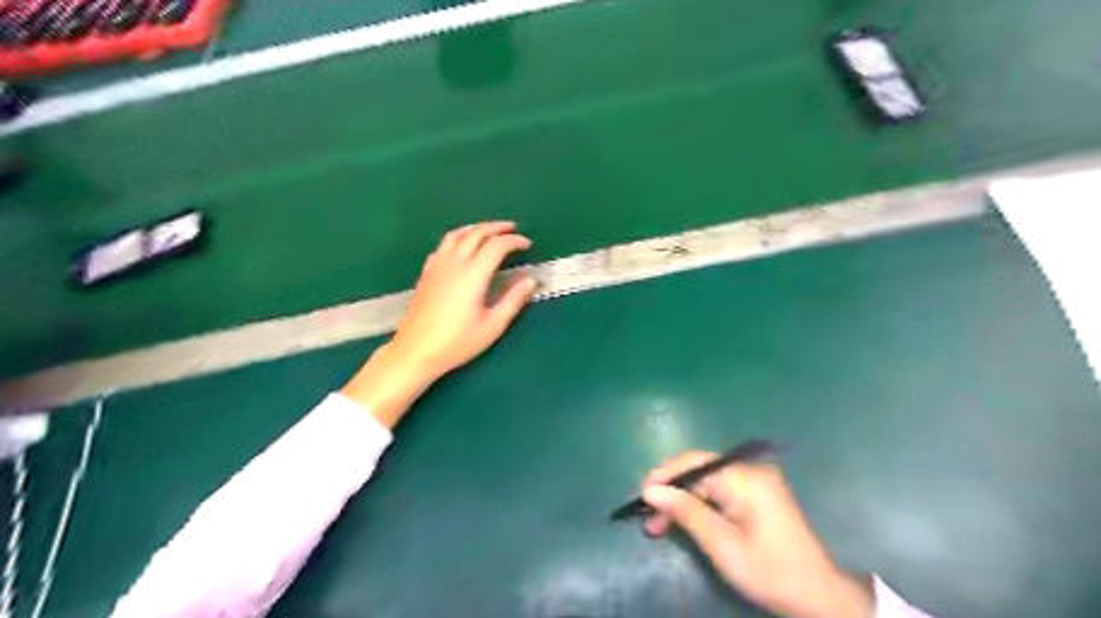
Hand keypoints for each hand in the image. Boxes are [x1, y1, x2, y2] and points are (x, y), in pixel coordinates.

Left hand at [341, 223, 538, 429]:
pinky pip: (443, 245)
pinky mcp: (426, 273)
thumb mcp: (492, 326)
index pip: (496, 246)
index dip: (514, 241)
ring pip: (457, 234)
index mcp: (473, 274)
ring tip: (489, 230)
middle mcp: (454, 263)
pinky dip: (458, 238)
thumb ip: (513, 300)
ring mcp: (437, 266)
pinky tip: (462, 246)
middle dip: (497, 227)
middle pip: (476, 233)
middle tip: (513, 229)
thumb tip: (530, 280)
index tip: (527, 244)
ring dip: (476, 228)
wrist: (415, 351)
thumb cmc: (457, 342)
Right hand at [643, 452, 872, 617]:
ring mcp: (755, 483)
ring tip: (657, 525)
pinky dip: (698, 506)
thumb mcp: (722, 545)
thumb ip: (686, 512)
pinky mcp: (756, 496)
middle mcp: (750, 472)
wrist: (818, 597)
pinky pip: (718, 492)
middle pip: (699, 471)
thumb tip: (651, 490)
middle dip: (671, 491)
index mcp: (745, 478)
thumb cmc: (769, 571)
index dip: (665, 475)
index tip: (640, 495)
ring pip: (705, 482)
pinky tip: (683, 522)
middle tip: (647, 517)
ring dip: (681, 501)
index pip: (695, 463)